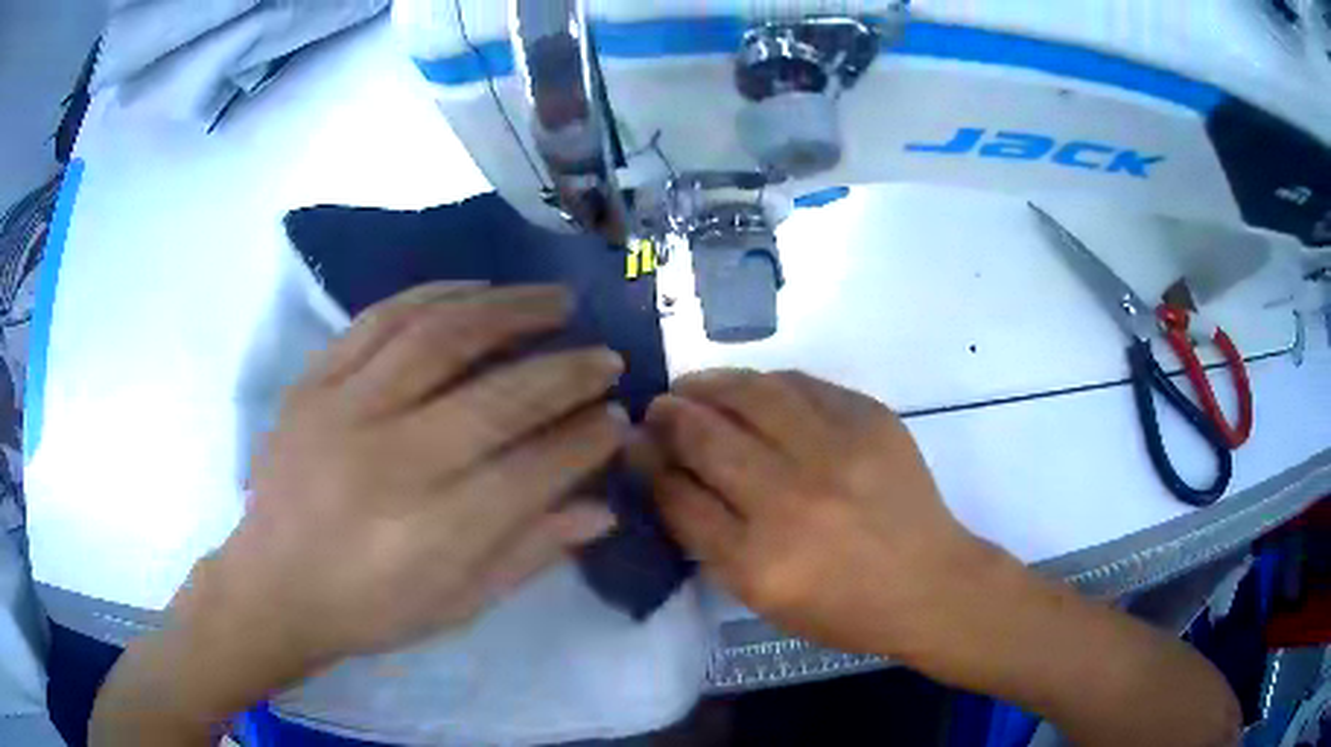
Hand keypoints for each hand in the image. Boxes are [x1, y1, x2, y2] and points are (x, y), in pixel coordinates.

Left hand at [218, 283, 623, 663]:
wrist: (271, 585)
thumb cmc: (367, 609)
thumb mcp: (456, 605)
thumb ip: (529, 553)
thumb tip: (602, 509)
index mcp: (433, 534)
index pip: (534, 470)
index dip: (586, 440)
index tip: (617, 420)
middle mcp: (393, 462)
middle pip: (498, 398)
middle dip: (567, 372)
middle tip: (606, 357)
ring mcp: (345, 411)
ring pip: (440, 336)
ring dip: (510, 310)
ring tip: (555, 300)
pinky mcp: (313, 382)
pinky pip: (379, 319)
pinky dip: (435, 295)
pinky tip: (476, 290)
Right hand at [642, 370, 1239, 746]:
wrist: (931, 584)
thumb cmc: (845, 609)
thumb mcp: (764, 599)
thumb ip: (711, 540)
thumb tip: (670, 478)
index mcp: (758, 561)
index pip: (678, 494)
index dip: (648, 463)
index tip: (635, 446)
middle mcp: (791, 501)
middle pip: (705, 437)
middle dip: (668, 417)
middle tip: (656, 408)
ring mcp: (836, 453)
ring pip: (751, 395)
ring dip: (710, 385)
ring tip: (694, 386)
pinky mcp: (871, 421)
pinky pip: (803, 384)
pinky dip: (767, 383)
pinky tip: (753, 389)